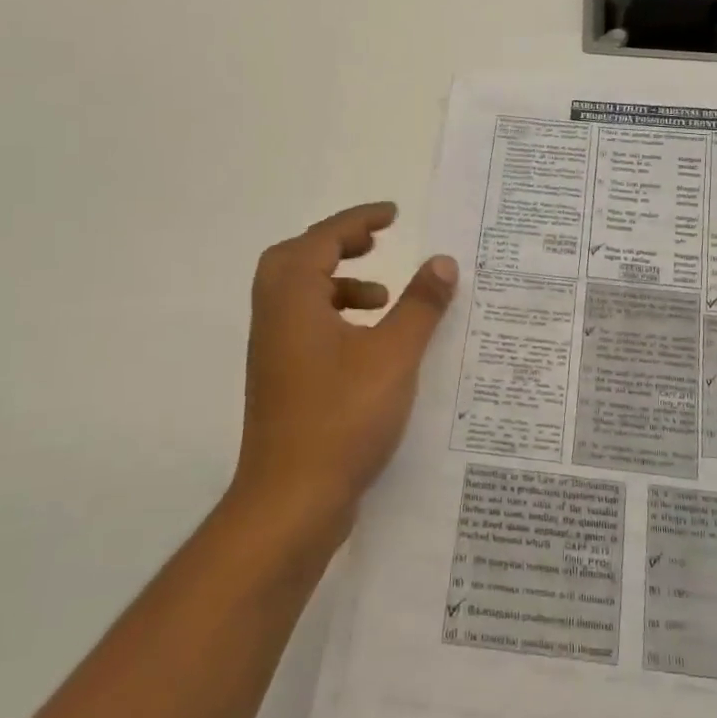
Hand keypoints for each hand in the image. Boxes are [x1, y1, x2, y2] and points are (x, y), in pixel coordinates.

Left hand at [233, 202, 458, 540]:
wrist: (291, 503)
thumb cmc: (343, 417)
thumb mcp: (394, 354)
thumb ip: (420, 305)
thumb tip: (443, 261)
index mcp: (293, 298)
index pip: (322, 239)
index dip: (359, 220)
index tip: (394, 214)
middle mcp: (274, 318)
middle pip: (298, 259)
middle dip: (338, 244)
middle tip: (377, 243)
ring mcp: (273, 352)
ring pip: (300, 296)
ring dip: (340, 284)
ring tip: (385, 298)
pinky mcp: (281, 382)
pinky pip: (306, 327)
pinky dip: (337, 318)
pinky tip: (372, 345)